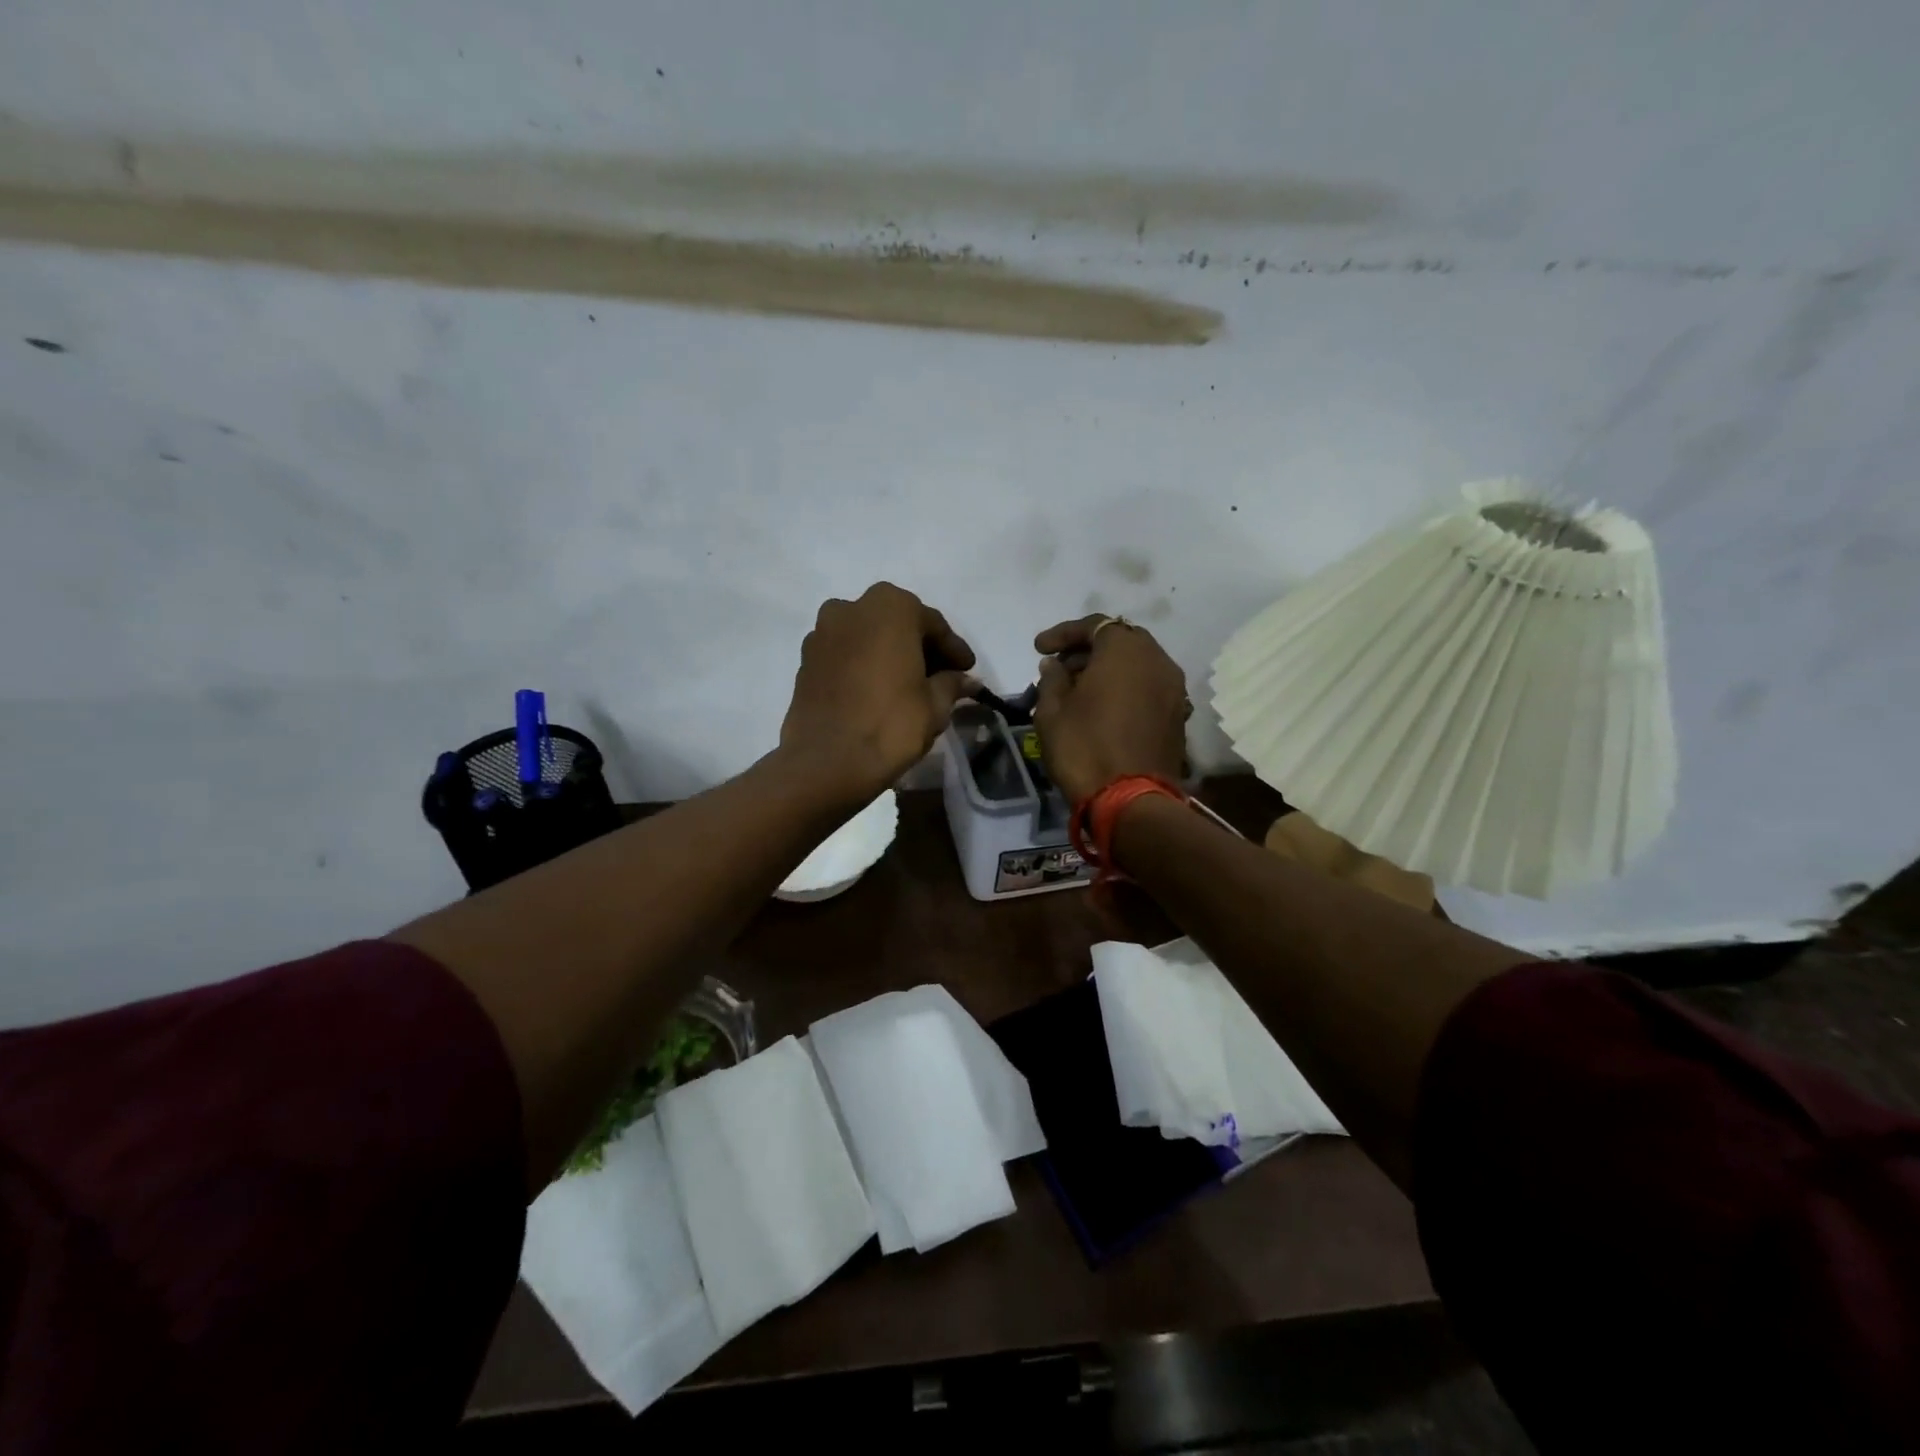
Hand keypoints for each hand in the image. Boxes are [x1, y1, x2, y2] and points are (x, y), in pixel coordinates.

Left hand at [779, 583, 976, 804]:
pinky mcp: (805, 660)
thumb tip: (967, 680)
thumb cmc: (890, 724)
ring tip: (909, 686)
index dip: (953, 650)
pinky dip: (865, 666)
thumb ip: (952, 684)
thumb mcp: (935, 705)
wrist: (826, 762)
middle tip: (942, 676)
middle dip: (920, 648)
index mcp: (890, 606)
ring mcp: (823, 632)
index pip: (933, 624)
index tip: (967, 670)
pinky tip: (878, 691)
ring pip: (868, 638)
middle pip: (897, 624)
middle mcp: (852, 608)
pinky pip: (846, 655)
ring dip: (890, 655)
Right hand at [1032, 614, 1190, 804]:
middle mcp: (1157, 660)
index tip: (1039, 649)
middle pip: (1120, 641)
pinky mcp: (1177, 714)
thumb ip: (1052, 679)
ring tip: (1079, 689)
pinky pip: (1148, 687)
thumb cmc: (1084, 748)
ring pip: (1137, 664)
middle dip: (1088, 649)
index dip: (1063, 634)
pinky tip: (1103, 707)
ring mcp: (1173, 688)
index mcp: (1125, 650)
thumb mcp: (1051, 712)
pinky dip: (1125, 688)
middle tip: (1060, 667)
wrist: (1132, 801)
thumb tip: (1055, 665)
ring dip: (1108, 669)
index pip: (1094, 625)